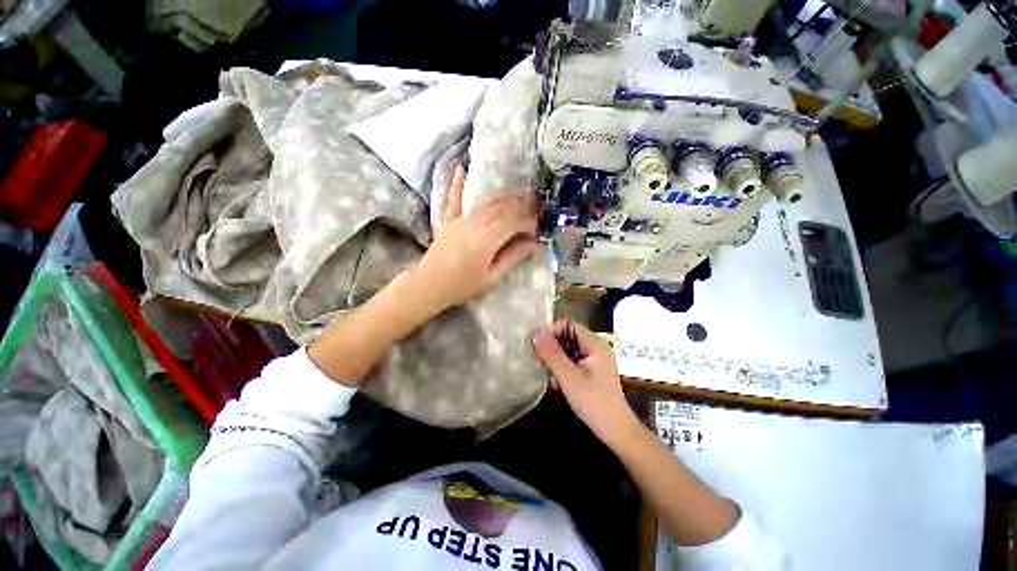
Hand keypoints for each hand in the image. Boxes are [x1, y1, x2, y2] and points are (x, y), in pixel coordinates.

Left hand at [410, 165, 538, 311]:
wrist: (429, 285)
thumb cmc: (462, 286)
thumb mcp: (491, 277)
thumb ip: (512, 257)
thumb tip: (533, 244)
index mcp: (487, 239)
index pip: (514, 223)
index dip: (529, 223)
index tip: (538, 229)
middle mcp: (476, 223)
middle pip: (503, 208)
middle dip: (522, 205)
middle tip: (536, 206)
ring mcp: (461, 220)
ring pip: (486, 202)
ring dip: (504, 197)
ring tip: (519, 196)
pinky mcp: (449, 221)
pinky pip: (454, 200)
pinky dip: (458, 184)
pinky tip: (460, 168)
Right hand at [533, 321, 640, 448]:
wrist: (616, 431)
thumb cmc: (593, 402)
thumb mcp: (569, 377)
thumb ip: (553, 355)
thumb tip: (536, 334)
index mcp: (594, 345)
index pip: (570, 325)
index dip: (553, 330)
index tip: (539, 343)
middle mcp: (595, 349)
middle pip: (569, 337)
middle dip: (552, 346)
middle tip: (538, 358)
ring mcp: (594, 362)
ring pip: (569, 351)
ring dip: (556, 359)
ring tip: (545, 372)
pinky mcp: (592, 374)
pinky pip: (573, 363)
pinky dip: (563, 369)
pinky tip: (555, 383)